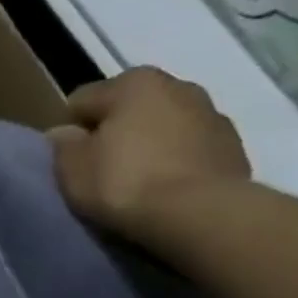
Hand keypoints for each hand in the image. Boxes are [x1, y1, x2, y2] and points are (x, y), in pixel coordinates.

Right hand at [50, 67, 250, 243]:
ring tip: (136, 179)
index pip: (82, 101)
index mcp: (133, 83)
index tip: (69, 158)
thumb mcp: (72, 168)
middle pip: (129, 108)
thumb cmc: (124, 182)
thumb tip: (65, 133)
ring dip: (148, 143)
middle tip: (101, 167)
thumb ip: (63, 144)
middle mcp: (177, 86)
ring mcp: (213, 114)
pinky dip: (175, 160)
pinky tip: (165, 187)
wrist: (201, 214)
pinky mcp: (234, 146)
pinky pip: (189, 148)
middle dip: (114, 130)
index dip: (70, 130)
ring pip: (163, 125)